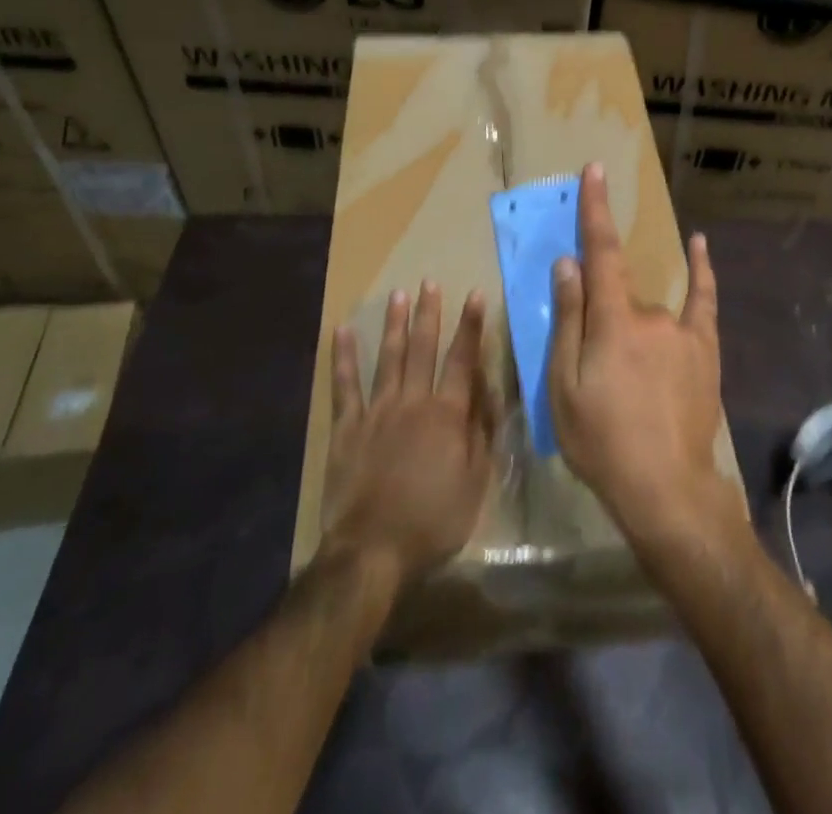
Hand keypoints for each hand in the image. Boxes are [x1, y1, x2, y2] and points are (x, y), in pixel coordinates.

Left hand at [322, 283, 491, 589]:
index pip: (462, 360)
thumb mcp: (476, 481)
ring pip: (389, 358)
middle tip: (429, 283)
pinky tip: (343, 331)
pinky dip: (344, 357)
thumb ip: (482, 432)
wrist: (373, 550)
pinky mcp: (347, 427)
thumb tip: (488, 391)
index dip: (470, 327)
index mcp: (447, 414)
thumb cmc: (433, 520)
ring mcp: (377, 411)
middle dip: (429, 314)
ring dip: (395, 325)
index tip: (474, 295)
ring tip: (398, 295)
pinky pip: (344, 385)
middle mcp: (413, 402)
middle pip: (423, 349)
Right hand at [549, 163, 740, 551]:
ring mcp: (683, 330)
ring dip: (630, 331)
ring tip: (628, 388)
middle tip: (595, 377)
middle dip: (601, 319)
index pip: (601, 252)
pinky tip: (698, 244)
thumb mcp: (564, 387)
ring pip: (647, 311)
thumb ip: (568, 320)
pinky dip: (700, 269)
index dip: (595, 209)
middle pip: (618, 295)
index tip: (595, 170)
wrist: (665, 489)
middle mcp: (651, 314)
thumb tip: (568, 264)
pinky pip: (702, 299)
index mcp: (613, 321)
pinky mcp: (705, 348)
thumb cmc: (602, 442)